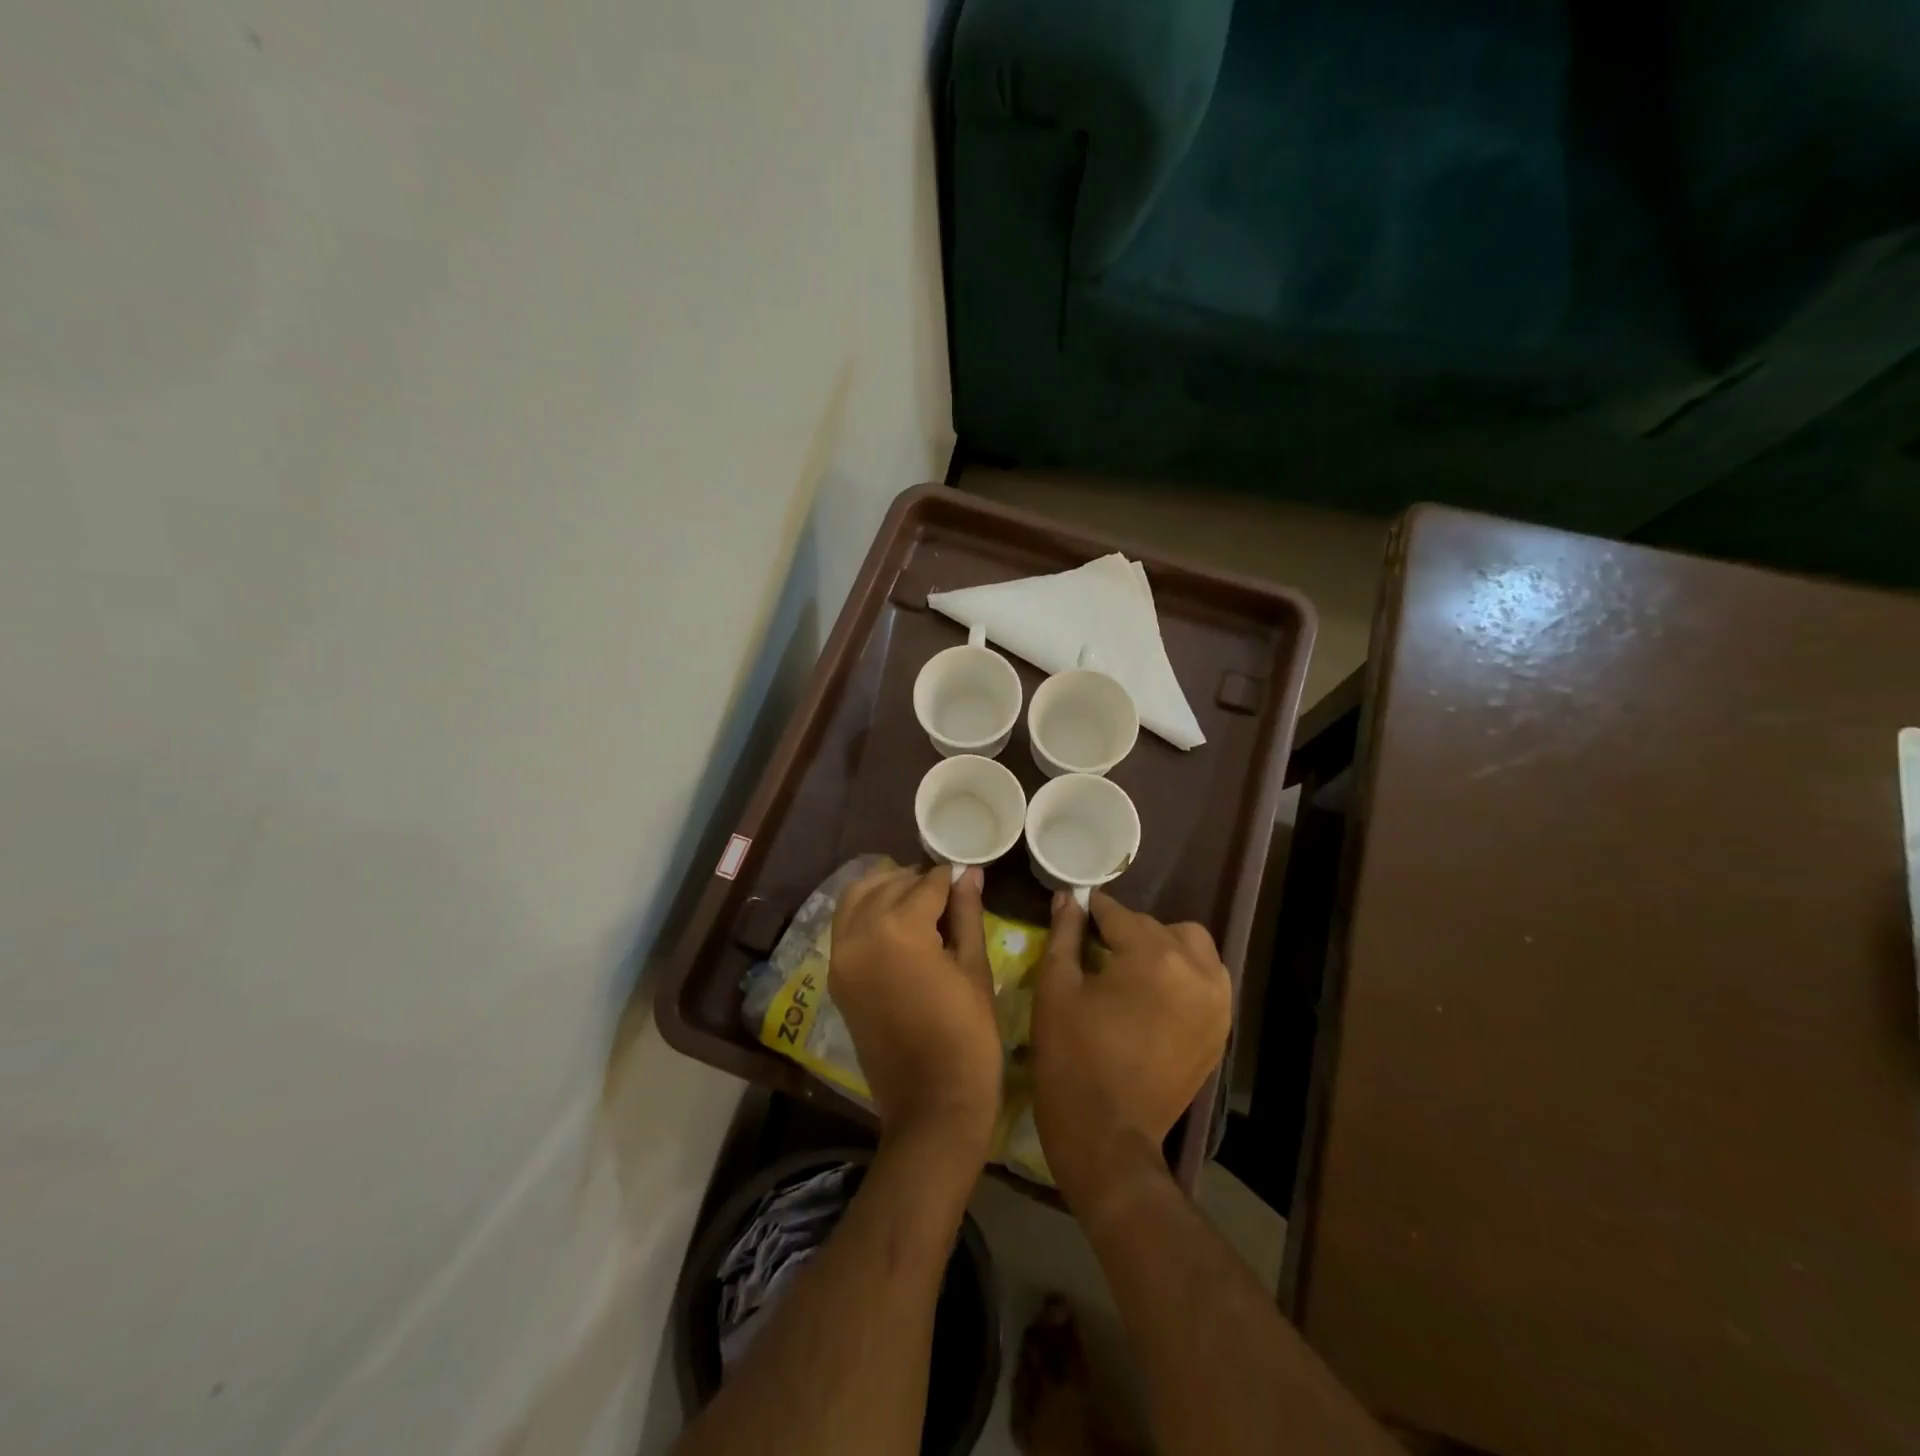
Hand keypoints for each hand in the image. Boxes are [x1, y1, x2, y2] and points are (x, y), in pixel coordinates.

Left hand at [828, 864, 1003, 1158]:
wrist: (931, 1105)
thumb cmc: (968, 1036)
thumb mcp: (975, 968)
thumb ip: (967, 913)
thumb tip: (969, 873)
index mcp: (899, 929)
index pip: (927, 883)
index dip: (952, 877)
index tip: (968, 875)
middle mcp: (860, 933)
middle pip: (891, 885)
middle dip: (920, 881)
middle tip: (949, 889)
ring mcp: (841, 956)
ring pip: (858, 897)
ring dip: (887, 888)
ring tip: (919, 900)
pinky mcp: (836, 977)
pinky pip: (846, 925)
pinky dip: (866, 911)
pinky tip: (896, 920)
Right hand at [1032, 890, 1232, 1210]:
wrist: (1108, 1138)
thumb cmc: (1071, 1059)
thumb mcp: (1056, 989)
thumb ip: (1064, 934)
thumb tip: (1069, 898)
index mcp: (1153, 957)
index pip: (1119, 914)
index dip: (1092, 910)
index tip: (1075, 910)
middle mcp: (1196, 970)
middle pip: (1156, 927)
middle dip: (1125, 932)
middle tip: (1095, 952)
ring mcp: (1217, 1002)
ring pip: (1192, 946)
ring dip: (1163, 947)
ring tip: (1131, 971)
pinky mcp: (1222, 1029)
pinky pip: (1208, 978)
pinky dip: (1184, 974)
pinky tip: (1155, 996)